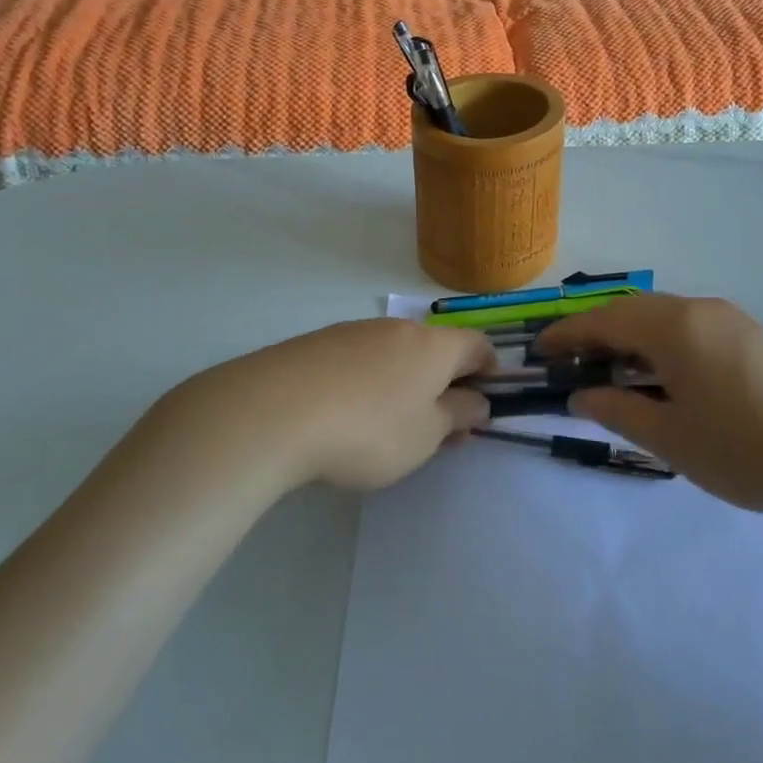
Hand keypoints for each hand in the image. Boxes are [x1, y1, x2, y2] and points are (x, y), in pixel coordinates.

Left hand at [156, 319, 494, 491]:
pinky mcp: (316, 344)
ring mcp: (353, 332)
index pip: (477, 344)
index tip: (484, 404)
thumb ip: (458, 414)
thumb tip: (477, 400)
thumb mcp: (426, 435)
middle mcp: (397, 328)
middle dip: (445, 386)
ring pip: (395, 356)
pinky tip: (346, 416)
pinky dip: (367, 384)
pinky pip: (358, 361)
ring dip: (405, 386)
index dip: (489, 371)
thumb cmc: (368, 428)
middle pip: (435, 351)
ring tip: (390, 431)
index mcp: (433, 345)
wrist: (273, 412)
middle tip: (439, 431)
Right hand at [537, 294, 762, 520]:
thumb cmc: (751, 449)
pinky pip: (690, 329)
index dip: (566, 334)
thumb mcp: (674, 440)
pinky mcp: (754, 337)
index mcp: (673, 328)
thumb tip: (581, 394)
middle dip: (595, 334)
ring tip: (612, 374)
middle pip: (631, 311)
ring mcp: (731, 320)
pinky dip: (661, 345)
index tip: (538, 353)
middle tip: (570, 365)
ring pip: (663, 318)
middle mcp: (699, 310)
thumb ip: (620, 411)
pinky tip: (664, 379)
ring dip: (630, 339)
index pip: (603, 320)